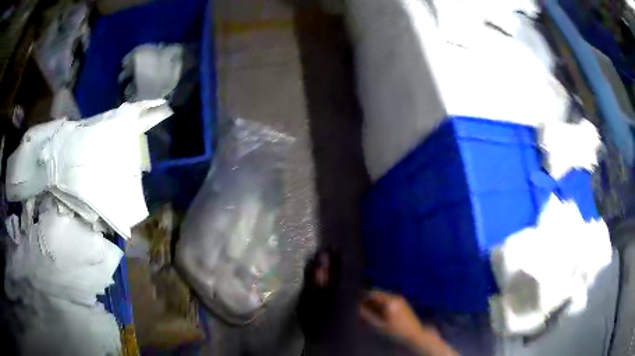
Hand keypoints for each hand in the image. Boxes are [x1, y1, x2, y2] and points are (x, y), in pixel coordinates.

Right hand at [359, 290, 457, 355]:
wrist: (415, 334)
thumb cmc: (396, 332)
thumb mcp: (379, 326)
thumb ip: (367, 316)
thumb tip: (358, 307)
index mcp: (390, 302)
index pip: (372, 294)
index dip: (362, 296)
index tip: (355, 299)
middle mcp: (396, 297)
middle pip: (378, 294)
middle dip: (369, 298)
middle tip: (360, 304)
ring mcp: (401, 299)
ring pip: (383, 296)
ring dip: (375, 300)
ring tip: (367, 307)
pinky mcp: (403, 302)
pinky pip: (389, 299)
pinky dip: (382, 302)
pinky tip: (378, 310)